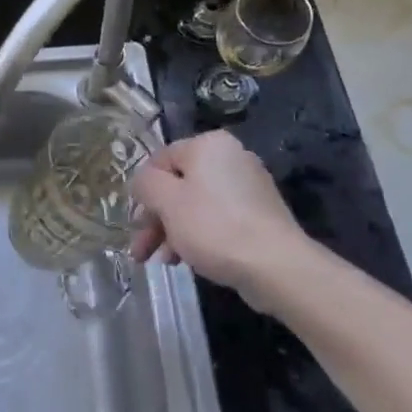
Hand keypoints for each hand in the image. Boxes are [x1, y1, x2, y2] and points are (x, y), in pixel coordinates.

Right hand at [132, 131, 308, 300]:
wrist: (277, 267)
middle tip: (141, 249)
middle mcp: (230, 158)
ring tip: (160, 262)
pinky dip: (198, 236)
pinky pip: (217, 219)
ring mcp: (248, 187)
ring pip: (195, 205)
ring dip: (172, 231)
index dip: (142, 192)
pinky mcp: (258, 215)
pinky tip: (185, 261)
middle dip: (155, 218)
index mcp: (208, 145)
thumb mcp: (167, 201)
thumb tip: (144, 183)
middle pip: (178, 185)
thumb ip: (145, 184)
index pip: (160, 160)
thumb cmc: (214, 226)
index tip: (135, 223)